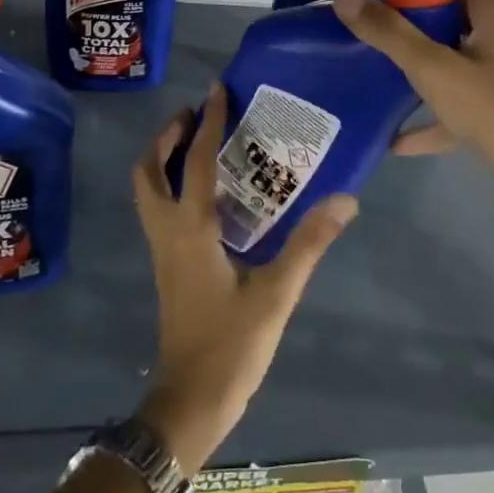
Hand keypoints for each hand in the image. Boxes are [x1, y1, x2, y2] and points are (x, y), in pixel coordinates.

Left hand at [130, 85, 357, 475]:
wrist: (190, 402)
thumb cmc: (230, 346)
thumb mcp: (277, 294)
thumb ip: (309, 244)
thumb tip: (345, 199)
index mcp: (190, 229)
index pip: (195, 162)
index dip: (207, 123)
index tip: (216, 90)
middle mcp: (167, 232)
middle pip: (148, 171)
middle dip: (166, 137)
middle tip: (195, 115)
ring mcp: (162, 251)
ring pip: (148, 191)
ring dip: (164, 160)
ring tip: (197, 143)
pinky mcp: (168, 267)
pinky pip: (160, 210)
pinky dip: (172, 185)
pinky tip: (206, 193)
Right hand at [334, 0, 493, 210]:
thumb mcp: (433, 68)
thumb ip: (388, 33)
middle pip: (450, 14)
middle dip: (408, 21)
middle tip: (365, 26)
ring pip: (453, 58)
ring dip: (418, 66)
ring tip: (374, 71)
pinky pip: (459, 100)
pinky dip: (432, 113)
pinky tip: (396, 138)